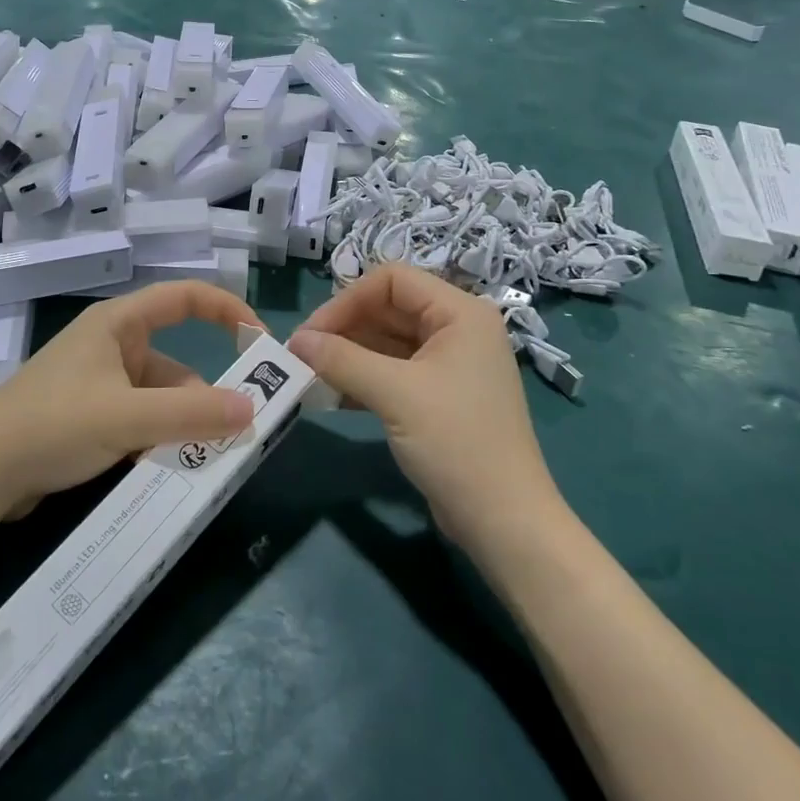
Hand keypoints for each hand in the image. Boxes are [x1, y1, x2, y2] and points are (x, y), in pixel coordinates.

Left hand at [0, 282, 262, 519]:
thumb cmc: (52, 426)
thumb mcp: (127, 418)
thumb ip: (192, 414)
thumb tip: (255, 409)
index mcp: (118, 324)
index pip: (185, 297)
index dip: (228, 310)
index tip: (260, 343)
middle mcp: (112, 346)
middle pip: (178, 362)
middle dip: (204, 397)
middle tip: (234, 433)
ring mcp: (100, 383)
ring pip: (161, 398)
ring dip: (181, 426)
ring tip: (198, 462)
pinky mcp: (91, 417)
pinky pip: (141, 420)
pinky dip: (157, 440)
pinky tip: (165, 469)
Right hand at [290, 265, 557, 548]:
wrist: (504, 520)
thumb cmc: (456, 442)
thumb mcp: (395, 394)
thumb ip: (342, 359)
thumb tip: (295, 340)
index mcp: (459, 312)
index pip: (392, 280)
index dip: (347, 300)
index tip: (311, 334)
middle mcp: (457, 329)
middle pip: (389, 308)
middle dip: (344, 328)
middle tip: (303, 355)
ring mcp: (449, 364)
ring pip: (387, 341)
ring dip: (349, 354)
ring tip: (310, 375)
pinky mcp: (439, 396)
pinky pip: (393, 371)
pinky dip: (363, 378)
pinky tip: (332, 395)